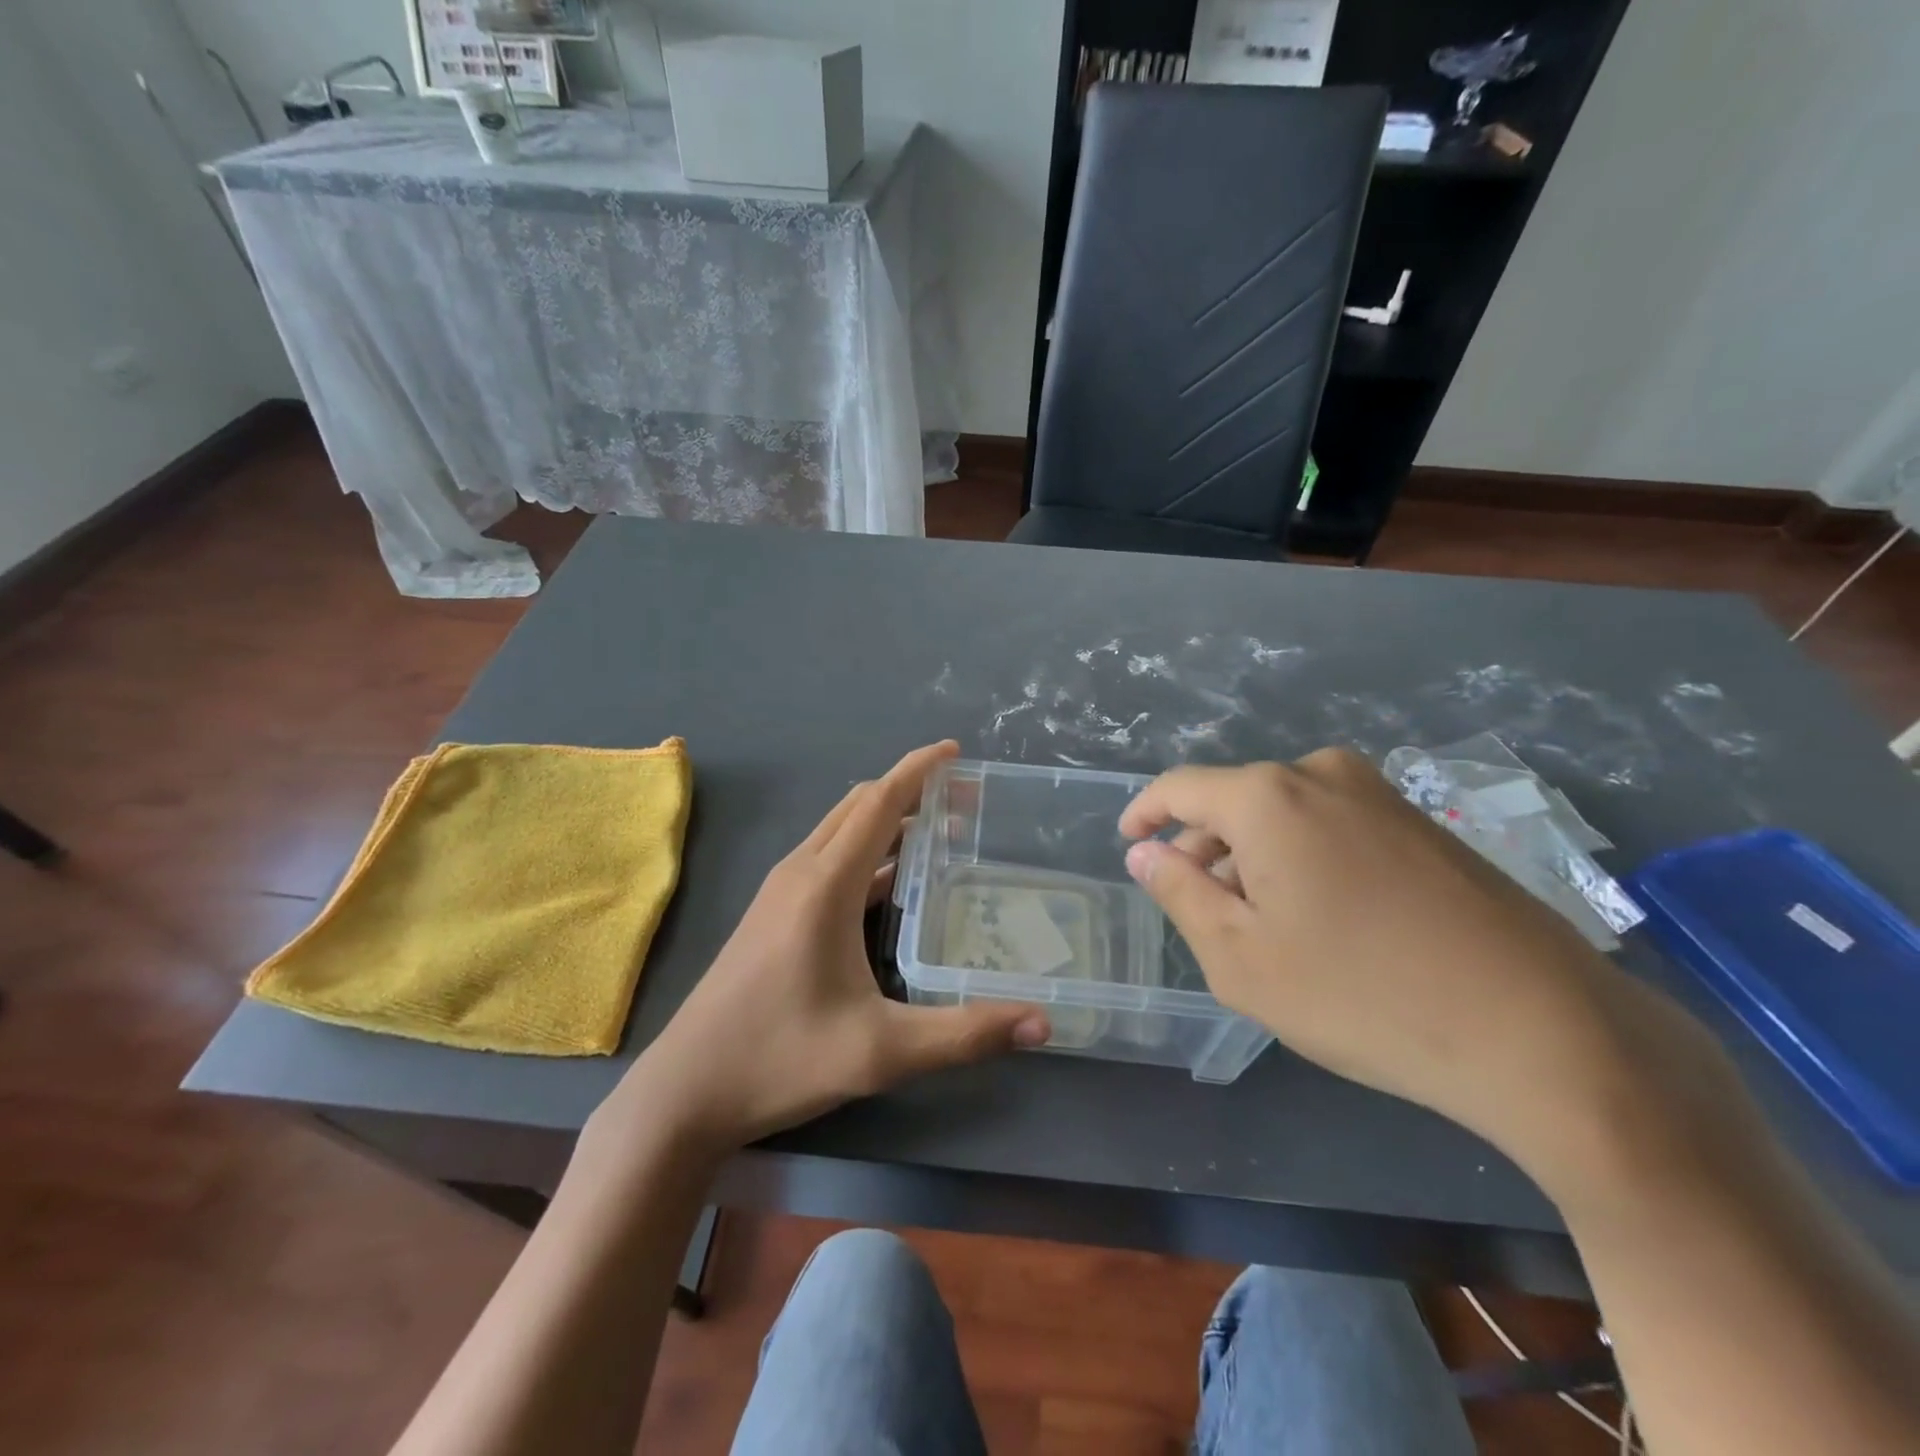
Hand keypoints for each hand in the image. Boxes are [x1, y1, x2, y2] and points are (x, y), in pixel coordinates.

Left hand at [613, 741, 1048, 1153]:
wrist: (685, 1091)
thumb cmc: (780, 1059)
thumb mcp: (881, 1051)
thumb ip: (965, 1034)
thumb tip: (1044, 1023)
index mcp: (824, 883)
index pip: (878, 803)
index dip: (918, 770)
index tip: (956, 752)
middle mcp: (800, 872)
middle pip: (859, 807)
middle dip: (911, 792)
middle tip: (965, 801)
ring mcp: (780, 891)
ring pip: (840, 831)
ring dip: (887, 820)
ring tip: (940, 835)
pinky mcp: (772, 912)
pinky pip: (827, 858)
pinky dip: (865, 851)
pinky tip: (891, 884)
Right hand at [1118, 749, 1680, 1175]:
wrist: (1543, 1032)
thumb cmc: (1362, 995)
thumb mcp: (1240, 957)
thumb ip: (1179, 893)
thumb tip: (1145, 852)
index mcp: (1268, 796)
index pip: (1180, 787)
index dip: (1146, 812)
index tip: (1129, 842)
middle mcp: (1323, 775)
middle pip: (1235, 800)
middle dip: (1204, 847)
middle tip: (1197, 907)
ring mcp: (1382, 795)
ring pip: (1285, 814)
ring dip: (1254, 856)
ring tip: (1258, 922)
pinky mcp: (1424, 824)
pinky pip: (1333, 825)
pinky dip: (1303, 859)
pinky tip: (1321, 919)